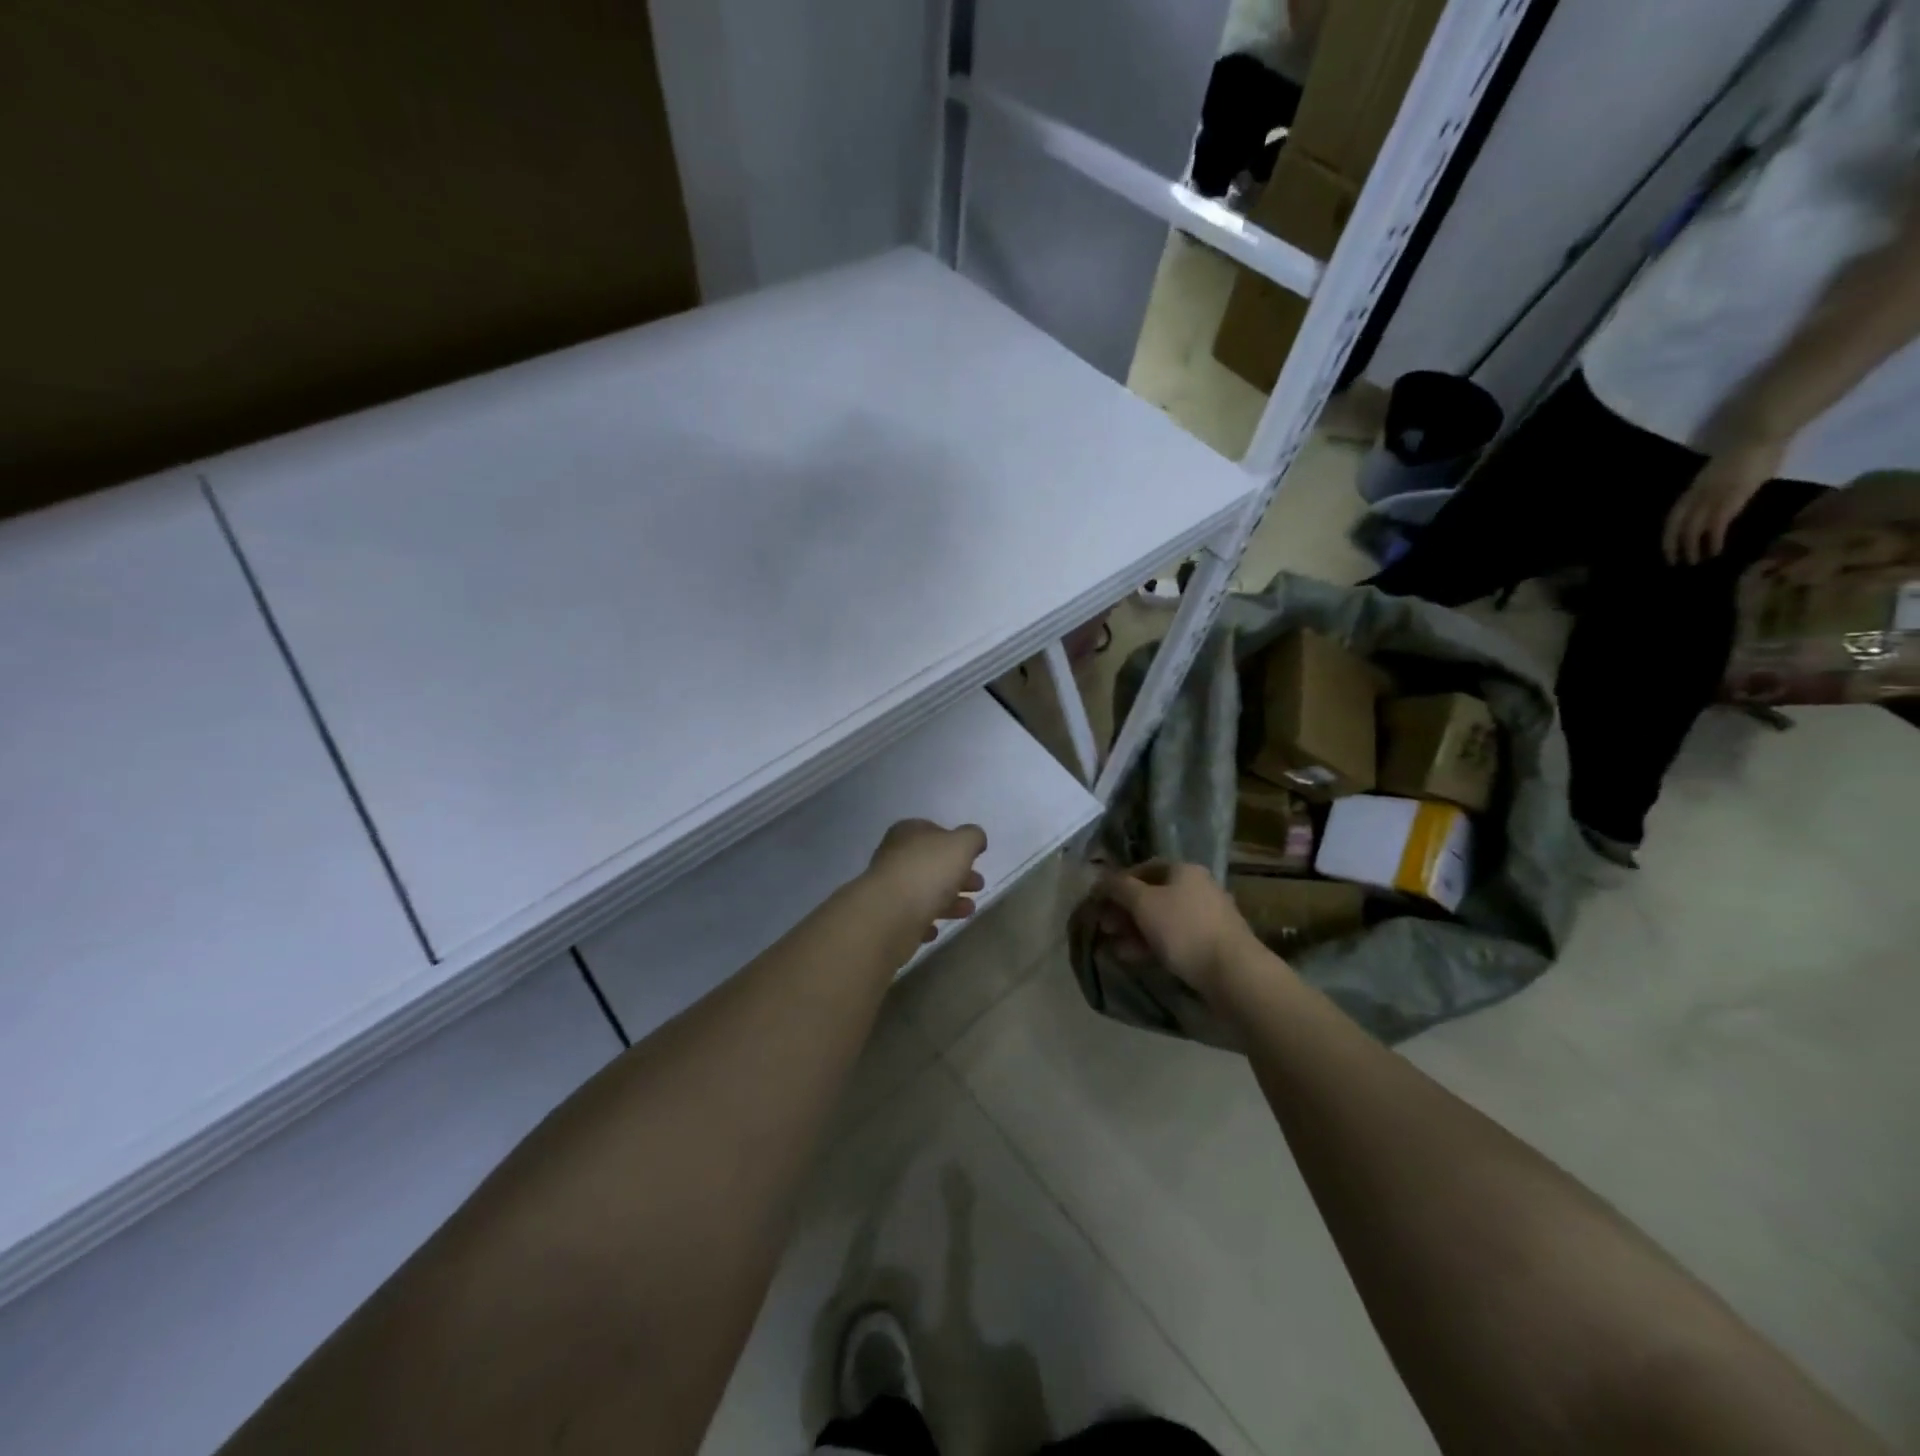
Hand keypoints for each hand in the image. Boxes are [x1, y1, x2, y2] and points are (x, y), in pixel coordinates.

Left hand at [866, 819, 987, 942]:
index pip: (934, 831)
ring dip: (949, 901)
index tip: (974, 859)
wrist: (890, 914)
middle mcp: (895, 856)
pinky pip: (911, 917)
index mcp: (909, 833)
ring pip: (925, 891)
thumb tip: (975, 840)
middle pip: (932, 864)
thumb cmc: (928, 871)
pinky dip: (926, 921)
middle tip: (978, 886)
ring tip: (968, 910)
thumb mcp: (961, 844)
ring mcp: (889, 887)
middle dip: (958, 875)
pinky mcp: (887, 916)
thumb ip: (973, 837)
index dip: (956, 844)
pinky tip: (937, 929)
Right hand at [1093, 861, 1263, 1003]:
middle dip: (1124, 911)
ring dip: (1135, 931)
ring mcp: (1207, 917)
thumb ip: (1119, 887)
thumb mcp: (1143, 903)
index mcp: (1184, 870)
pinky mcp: (1211, 944)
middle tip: (1104, 927)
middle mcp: (1198, 888)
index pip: (1144, 868)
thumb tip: (1101, 879)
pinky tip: (1135, 958)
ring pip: (1162, 919)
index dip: (1118, 882)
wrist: (1233, 972)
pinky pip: (1175, 938)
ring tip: (1115, 948)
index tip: (1099, 901)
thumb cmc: (1184, 929)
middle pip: (1152, 895)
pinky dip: (1153, 944)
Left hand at [1662, 437, 1784, 564]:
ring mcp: (1713, 496)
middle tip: (1672, 562)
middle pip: (1677, 524)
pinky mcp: (1730, 498)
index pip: (1675, 514)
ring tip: (1692, 562)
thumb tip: (1726, 495)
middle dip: (1672, 545)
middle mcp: (1698, 493)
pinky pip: (1715, 525)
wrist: (1760, 431)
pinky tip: (1714, 552)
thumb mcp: (1727, 470)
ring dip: (1691, 547)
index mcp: (1695, 486)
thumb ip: (1721, 484)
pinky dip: (1712, 540)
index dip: (1669, 532)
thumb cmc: (1751, 446)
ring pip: (1692, 528)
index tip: (1668, 547)